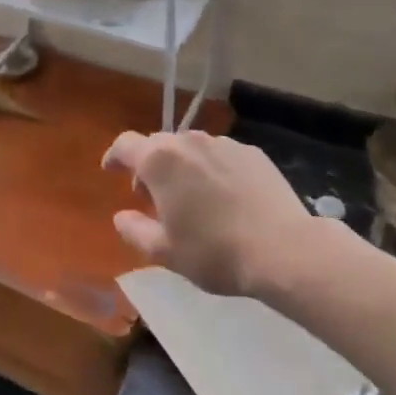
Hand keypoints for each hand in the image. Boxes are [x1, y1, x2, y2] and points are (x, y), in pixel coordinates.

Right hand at [104, 130, 322, 296]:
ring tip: (191, 197)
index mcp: (160, 161)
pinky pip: (220, 155)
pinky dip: (212, 169)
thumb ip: (134, 230)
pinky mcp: (252, 153)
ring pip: (191, 148)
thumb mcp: (165, 252)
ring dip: (182, 166)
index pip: (125, 145)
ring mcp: (223, 144)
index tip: (111, 170)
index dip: (114, 156)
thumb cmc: (215, 252)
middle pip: (158, 144)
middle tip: (152, 196)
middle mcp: (189, 142)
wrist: (284, 250)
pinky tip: (224, 197)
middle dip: (149, 165)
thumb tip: (121, 217)